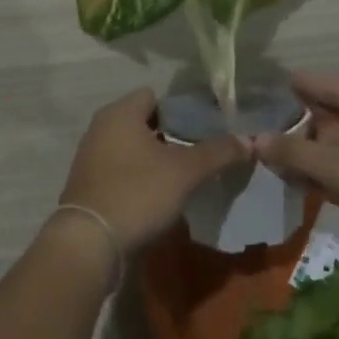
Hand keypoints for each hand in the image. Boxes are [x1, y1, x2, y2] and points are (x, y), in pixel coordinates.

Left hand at [60, 88, 244, 254]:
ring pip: (133, 148)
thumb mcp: (185, 172)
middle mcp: (101, 128)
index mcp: (119, 113)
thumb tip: (249, 140)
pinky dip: (140, 177)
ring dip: (156, 158)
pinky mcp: (89, 185)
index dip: (182, 109)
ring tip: (185, 176)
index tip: (206, 128)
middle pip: (144, 122)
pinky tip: (160, 196)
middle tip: (201, 153)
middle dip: (172, 135)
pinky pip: (122, 170)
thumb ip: (218, 152)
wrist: (89, 243)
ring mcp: (91, 157)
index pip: (155, 96)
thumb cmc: (138, 193)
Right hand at [251, 72, 338, 250]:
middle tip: (268, 117)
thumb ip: (297, 153)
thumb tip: (255, 139)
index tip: (280, 80)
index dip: (308, 85)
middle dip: (305, 120)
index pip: (338, 89)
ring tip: (276, 148)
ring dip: (312, 149)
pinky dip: (326, 169)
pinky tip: (300, 177)